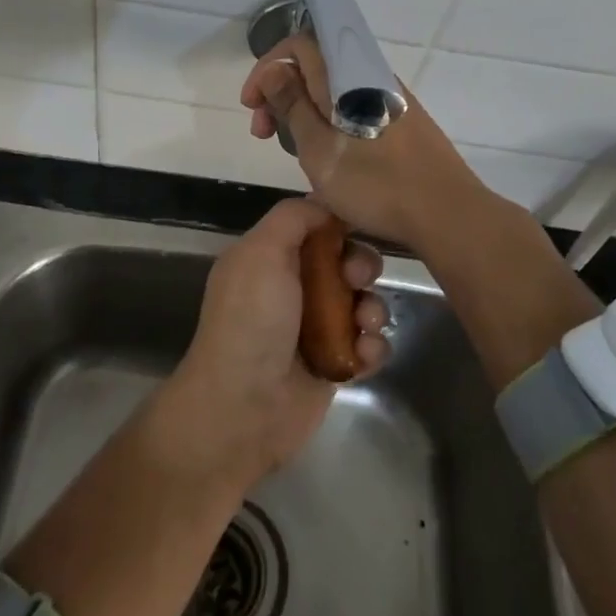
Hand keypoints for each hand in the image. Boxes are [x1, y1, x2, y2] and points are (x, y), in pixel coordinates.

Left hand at [158, 198, 389, 490]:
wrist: (243, 409)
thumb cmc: (251, 322)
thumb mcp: (260, 253)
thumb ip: (291, 219)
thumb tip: (324, 205)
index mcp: (269, 259)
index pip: (314, 228)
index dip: (338, 226)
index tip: (354, 230)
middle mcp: (291, 289)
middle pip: (344, 263)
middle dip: (361, 266)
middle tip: (358, 280)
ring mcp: (314, 329)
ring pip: (362, 303)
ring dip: (373, 309)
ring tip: (364, 324)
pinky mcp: (335, 365)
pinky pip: (368, 346)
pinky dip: (372, 348)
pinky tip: (364, 356)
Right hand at [240, 33, 492, 249]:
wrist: (447, 213)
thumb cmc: (376, 185)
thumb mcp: (319, 149)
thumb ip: (293, 105)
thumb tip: (274, 70)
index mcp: (348, 76)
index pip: (298, 45)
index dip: (268, 68)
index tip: (251, 105)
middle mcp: (371, 76)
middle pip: (315, 65)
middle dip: (281, 91)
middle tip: (264, 133)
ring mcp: (391, 98)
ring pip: (334, 88)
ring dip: (303, 109)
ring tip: (291, 147)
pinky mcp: (403, 120)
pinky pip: (354, 105)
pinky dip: (329, 119)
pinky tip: (327, 153)